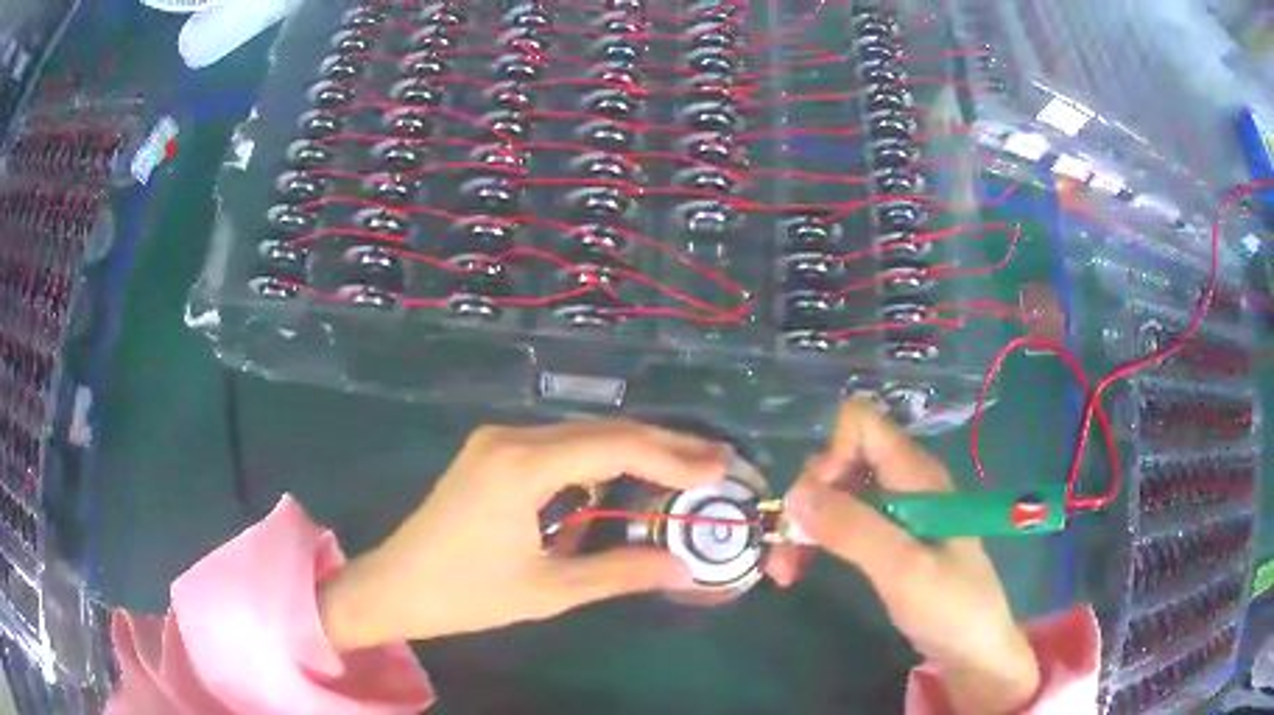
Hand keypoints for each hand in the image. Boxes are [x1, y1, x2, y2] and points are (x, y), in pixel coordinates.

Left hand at [319, 420, 728, 649]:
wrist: (394, 586)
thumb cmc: (465, 594)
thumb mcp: (548, 590)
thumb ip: (620, 572)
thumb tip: (683, 568)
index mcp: (522, 465)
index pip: (615, 446)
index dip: (672, 456)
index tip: (718, 468)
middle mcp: (511, 437)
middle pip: (601, 430)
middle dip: (662, 445)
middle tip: (715, 460)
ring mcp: (498, 441)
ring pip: (581, 434)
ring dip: (632, 450)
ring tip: (684, 468)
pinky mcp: (492, 453)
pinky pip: (558, 446)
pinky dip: (599, 459)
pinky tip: (624, 479)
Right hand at [776, 401, 1040, 714]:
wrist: (974, 650)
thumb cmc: (950, 607)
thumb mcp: (904, 570)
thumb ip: (854, 529)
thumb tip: (794, 495)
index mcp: (916, 476)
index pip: (862, 424)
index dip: (831, 454)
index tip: (816, 507)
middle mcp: (905, 483)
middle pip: (842, 460)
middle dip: (808, 498)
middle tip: (787, 546)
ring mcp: (898, 512)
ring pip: (837, 495)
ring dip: (804, 526)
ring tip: (783, 571)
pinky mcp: (891, 539)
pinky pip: (844, 524)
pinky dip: (816, 542)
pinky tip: (797, 572)